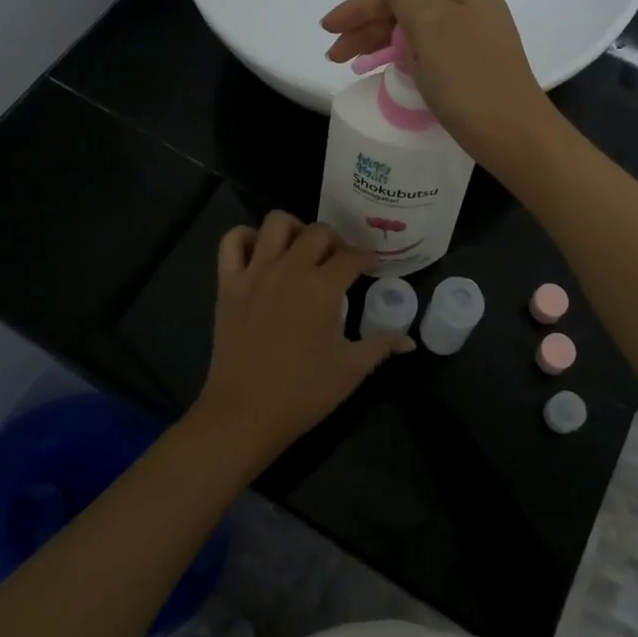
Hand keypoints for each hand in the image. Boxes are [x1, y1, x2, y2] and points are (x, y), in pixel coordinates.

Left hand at [190, 212, 413, 468]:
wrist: (245, 413)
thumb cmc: (303, 393)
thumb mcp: (350, 370)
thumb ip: (381, 345)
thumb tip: (409, 340)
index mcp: (322, 288)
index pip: (352, 257)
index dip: (368, 258)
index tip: (373, 266)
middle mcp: (290, 269)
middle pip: (318, 232)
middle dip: (336, 241)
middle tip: (340, 261)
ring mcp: (255, 272)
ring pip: (276, 223)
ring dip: (294, 229)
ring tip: (301, 250)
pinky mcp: (228, 283)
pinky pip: (232, 241)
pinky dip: (245, 237)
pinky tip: (260, 253)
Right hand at [320, 0, 559, 176]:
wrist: (512, 132)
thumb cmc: (466, 74)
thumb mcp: (429, 25)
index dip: (360, 7)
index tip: (327, 29)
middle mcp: (469, 3)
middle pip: (405, 7)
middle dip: (367, 28)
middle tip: (335, 54)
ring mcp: (472, 34)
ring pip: (413, 30)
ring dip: (379, 43)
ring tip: (347, 63)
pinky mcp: (469, 63)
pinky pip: (426, 50)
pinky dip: (401, 57)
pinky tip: (382, 67)